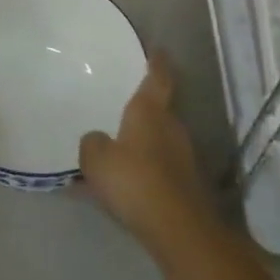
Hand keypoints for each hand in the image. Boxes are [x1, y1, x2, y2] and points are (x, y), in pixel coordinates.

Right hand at [79, 53, 216, 250]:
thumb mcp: (96, 159)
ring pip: (160, 141)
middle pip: (160, 111)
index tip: (157, 50)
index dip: (157, 62)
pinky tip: (127, 185)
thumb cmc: (135, 181)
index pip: (157, 77)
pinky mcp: (187, 186)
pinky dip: (146, 171)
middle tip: (124, 105)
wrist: (179, 230)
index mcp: (150, 111)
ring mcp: (184, 158)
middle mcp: (172, 128)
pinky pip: (160, 168)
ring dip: (144, 143)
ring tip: (120, 149)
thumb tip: (97, 139)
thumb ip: (92, 143)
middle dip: (145, 109)